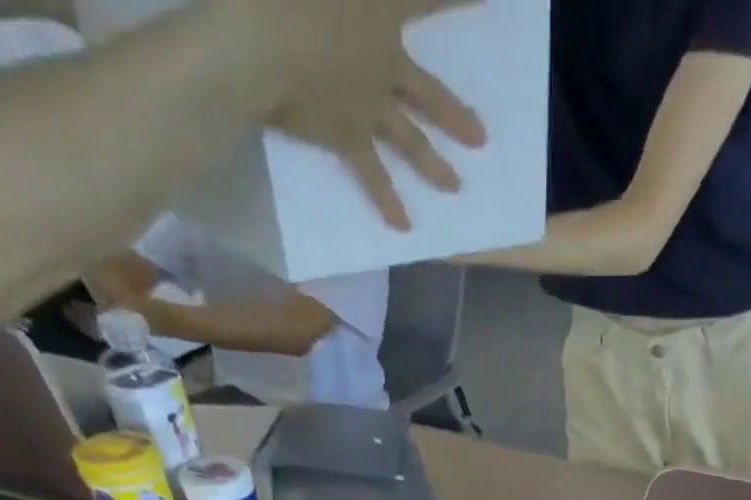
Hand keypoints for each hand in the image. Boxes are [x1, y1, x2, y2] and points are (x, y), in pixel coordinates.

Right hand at [252, 0, 486, 229]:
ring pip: (412, 141)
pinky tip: (403, 226)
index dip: (458, 1)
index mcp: (379, 7)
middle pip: (429, 93)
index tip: (490, 6)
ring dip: (435, 166)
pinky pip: (372, 175)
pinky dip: (387, 201)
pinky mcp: (349, 136)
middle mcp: (385, 62)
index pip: (428, 0)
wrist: (260, 36)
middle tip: (481, 138)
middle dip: (455, 115)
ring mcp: (371, 106)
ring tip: (456, 188)